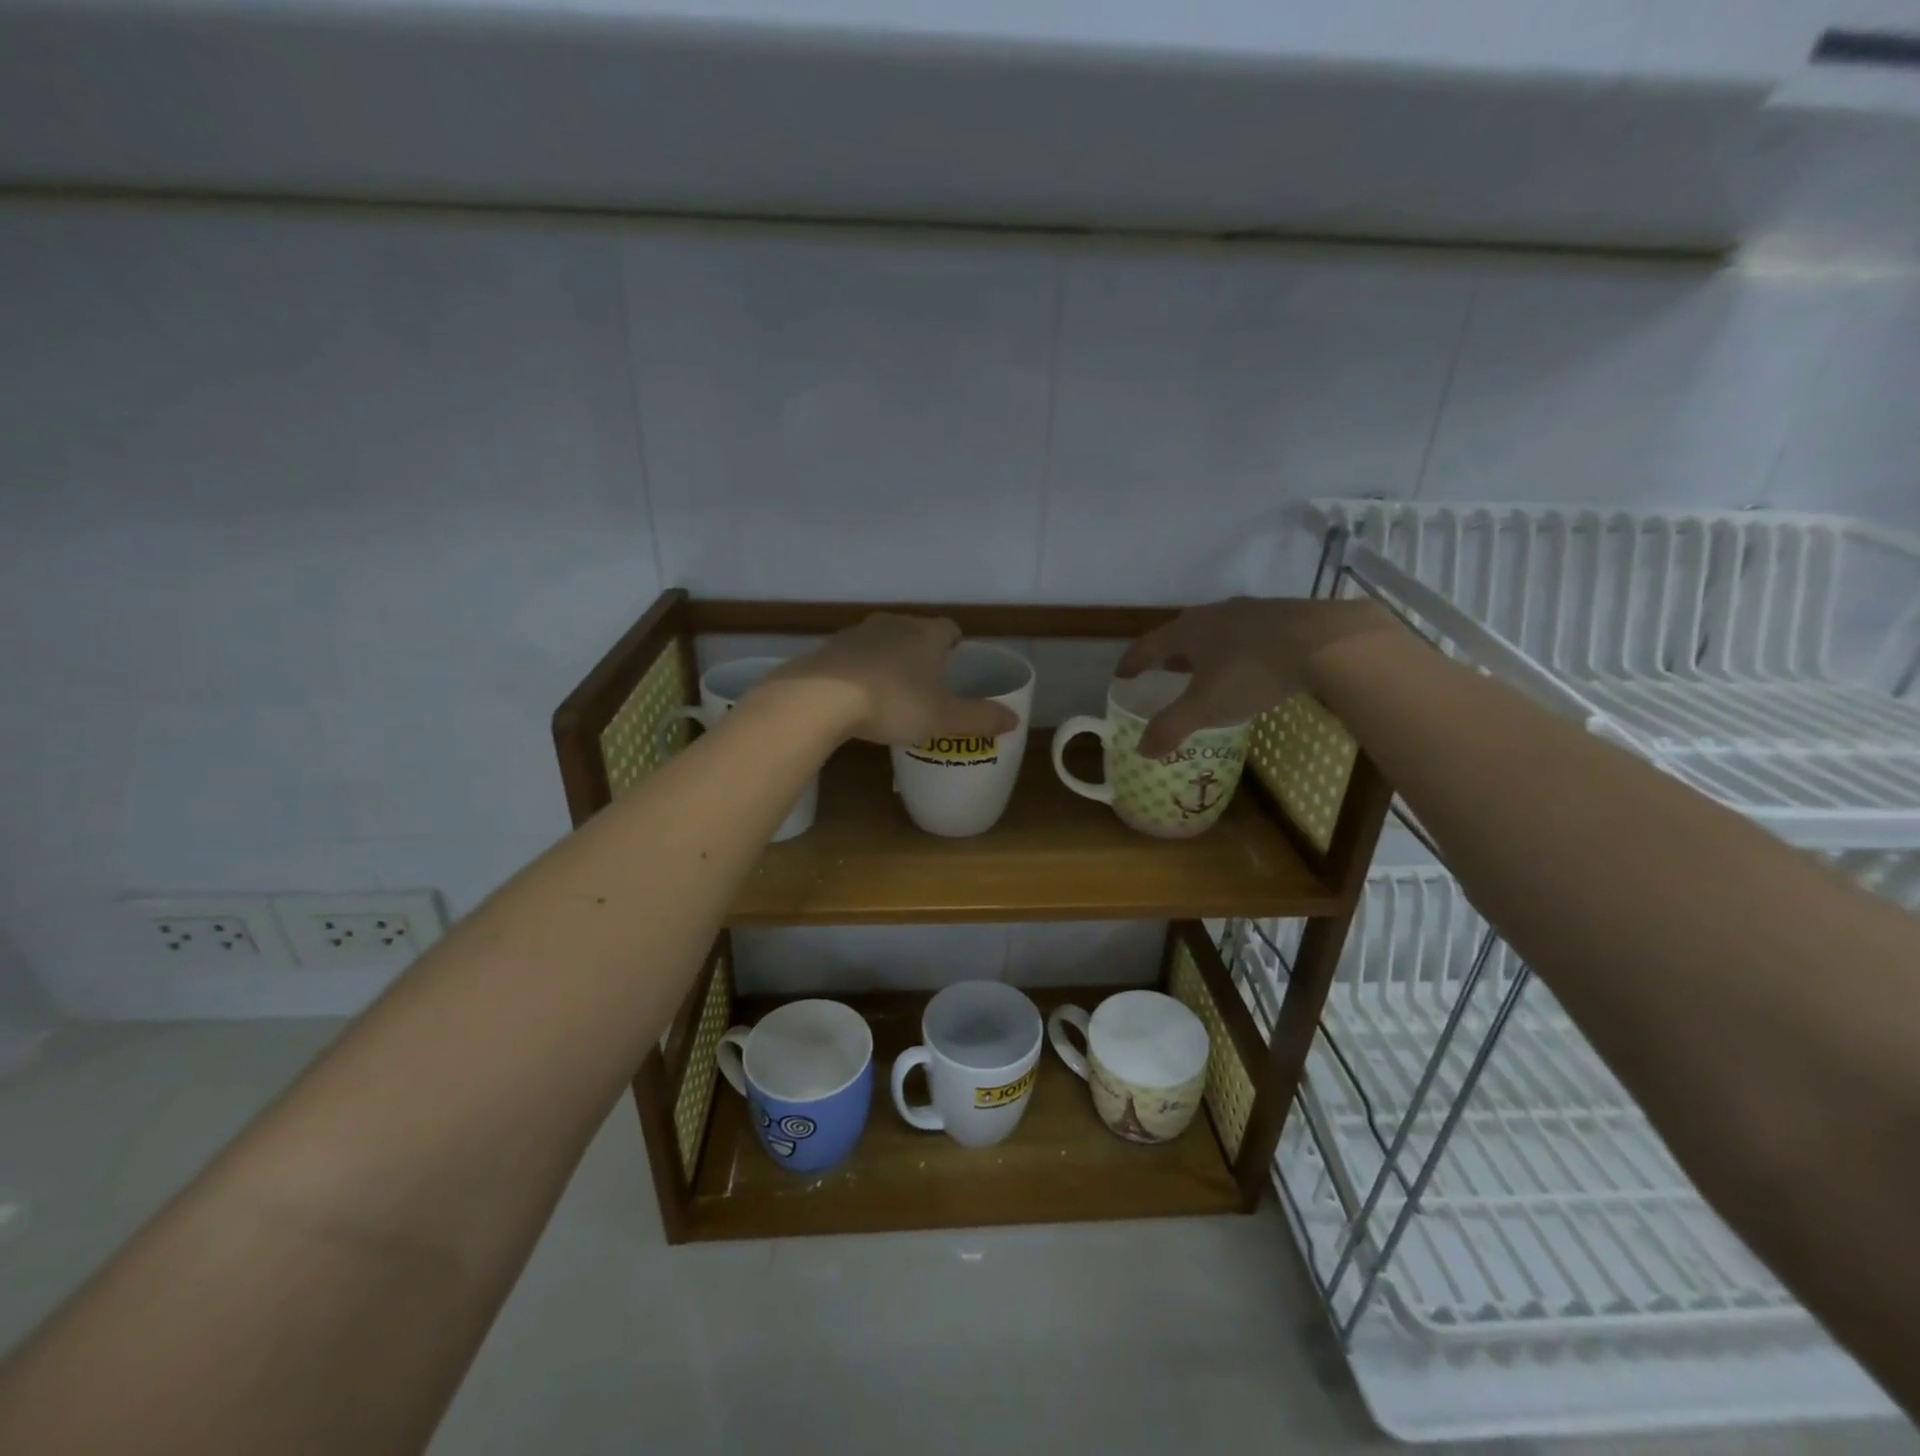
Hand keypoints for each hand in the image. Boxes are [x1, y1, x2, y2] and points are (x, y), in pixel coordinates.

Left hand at [768, 614, 1020, 746]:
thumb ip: (980, 718)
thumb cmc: (893, 703)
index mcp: (926, 635)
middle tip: (927, 676)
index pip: (949, 628)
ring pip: (882, 639)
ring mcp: (857, 633)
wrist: (821, 697)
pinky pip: (853, 654)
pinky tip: (858, 692)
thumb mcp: (944, 718)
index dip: (955, 641)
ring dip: (889, 656)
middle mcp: (893, 624)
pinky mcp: (829, 648)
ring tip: (892, 685)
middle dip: (922, 648)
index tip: (956, 656)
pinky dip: (860, 668)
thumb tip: (1015, 721)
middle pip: (914, 629)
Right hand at [1117, 597, 1399, 756]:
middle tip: (1162, 674)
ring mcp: (1249, 610)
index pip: (1147, 645)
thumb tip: (1141, 749)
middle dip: (1168, 656)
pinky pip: (1244, 633)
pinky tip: (1247, 665)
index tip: (1122, 676)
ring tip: (1203, 671)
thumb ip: (1170, 727)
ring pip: (1215, 631)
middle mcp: (1212, 613)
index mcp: (1186, 631)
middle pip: (1180, 634)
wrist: (1327, 643)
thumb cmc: (1252, 672)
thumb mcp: (1206, 707)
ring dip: (1203, 651)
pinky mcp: (1281, 615)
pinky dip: (1234, 649)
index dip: (1131, 663)